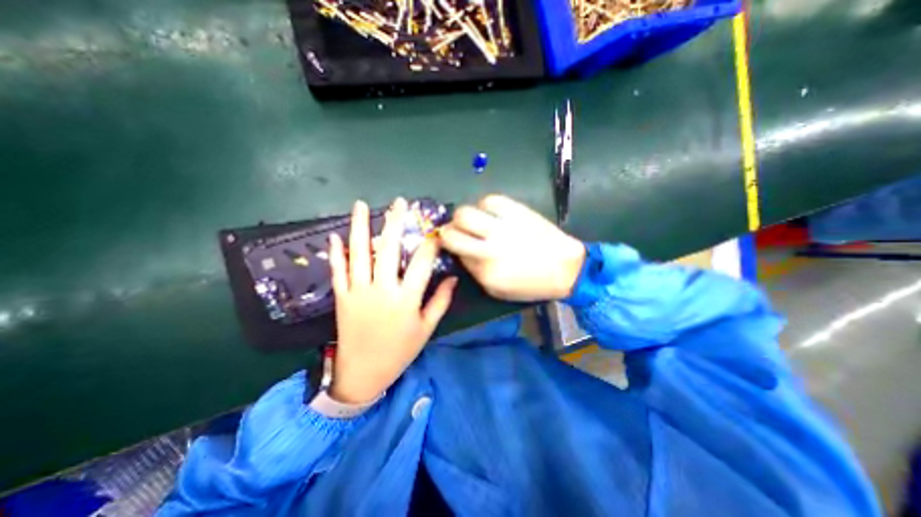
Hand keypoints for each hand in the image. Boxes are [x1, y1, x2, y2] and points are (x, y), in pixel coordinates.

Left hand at [332, 197, 460, 403]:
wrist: (363, 373)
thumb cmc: (400, 351)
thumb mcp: (426, 328)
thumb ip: (440, 301)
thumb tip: (452, 277)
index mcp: (406, 299)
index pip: (421, 263)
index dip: (430, 243)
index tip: (435, 229)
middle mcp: (382, 290)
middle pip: (388, 249)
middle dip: (395, 223)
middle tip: (399, 203)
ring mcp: (358, 292)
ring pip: (359, 253)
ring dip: (359, 227)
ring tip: (360, 205)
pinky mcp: (342, 297)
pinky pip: (337, 271)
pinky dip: (335, 253)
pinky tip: (334, 235)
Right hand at [439, 194, 581, 300]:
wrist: (567, 269)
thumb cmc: (531, 284)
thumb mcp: (497, 290)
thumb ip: (475, 272)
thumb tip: (462, 253)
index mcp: (485, 272)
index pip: (455, 253)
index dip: (452, 247)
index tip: (455, 245)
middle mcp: (489, 250)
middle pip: (452, 232)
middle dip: (447, 230)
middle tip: (455, 230)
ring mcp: (503, 229)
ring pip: (466, 213)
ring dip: (463, 216)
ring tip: (473, 219)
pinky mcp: (517, 212)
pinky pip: (490, 200)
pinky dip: (486, 205)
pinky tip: (491, 212)